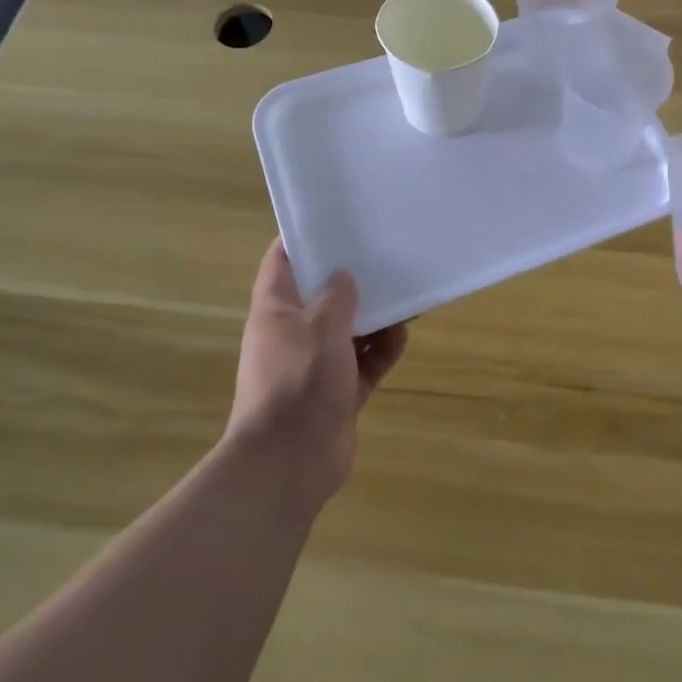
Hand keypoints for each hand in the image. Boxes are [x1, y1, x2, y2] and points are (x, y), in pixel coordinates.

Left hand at [228, 239, 407, 506]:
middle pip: (323, 294)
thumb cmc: (297, 383)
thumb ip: (337, 297)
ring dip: (375, 315)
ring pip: (349, 328)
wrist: (289, 464)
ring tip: (406, 293)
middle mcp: (293, 333)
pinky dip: (382, 350)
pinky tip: (403, 335)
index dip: (304, 237)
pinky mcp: (338, 391)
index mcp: (275, 310)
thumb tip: (345, 274)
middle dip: (352, 277)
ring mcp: (316, 364)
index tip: (336, 217)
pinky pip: (365, 361)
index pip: (282, 261)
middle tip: (384, 252)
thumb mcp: (320, 329)